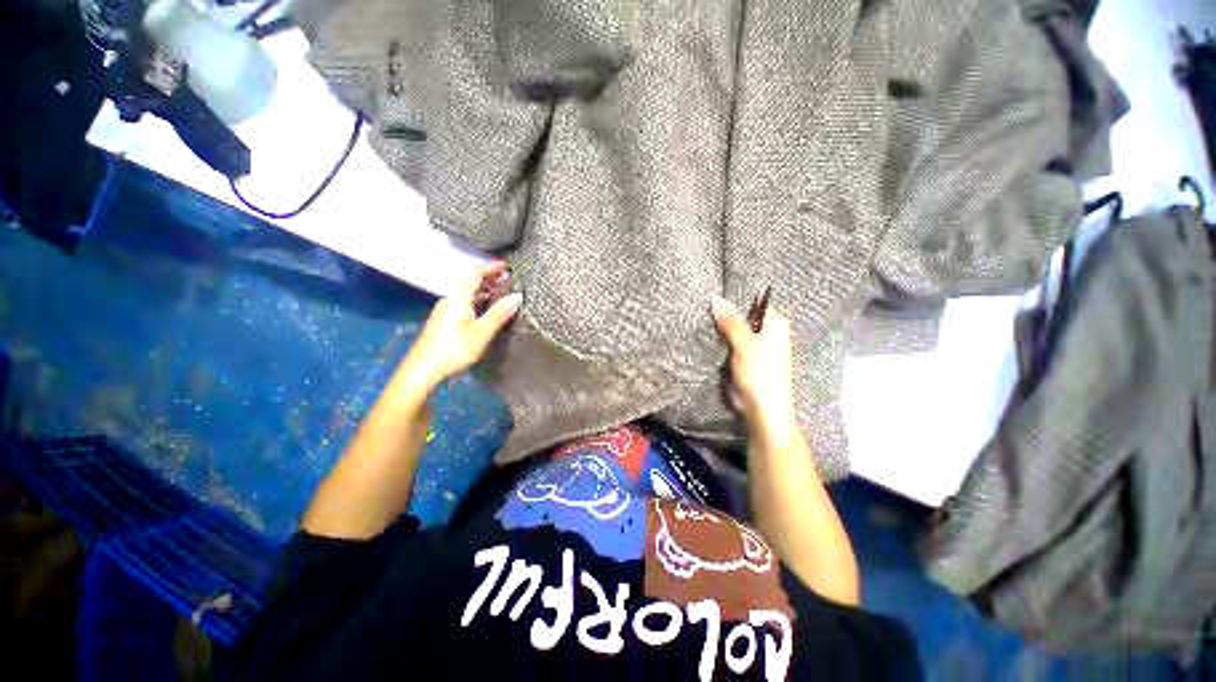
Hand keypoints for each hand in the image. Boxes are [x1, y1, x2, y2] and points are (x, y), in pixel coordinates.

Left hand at [399, 262, 521, 391]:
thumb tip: (517, 296)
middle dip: (488, 277)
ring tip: (501, 290)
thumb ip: (499, 313)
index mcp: (458, 298)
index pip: (474, 275)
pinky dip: (478, 298)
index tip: (505, 265)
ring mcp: (446, 310)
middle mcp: (450, 299)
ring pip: (466, 292)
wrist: (424, 368)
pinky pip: (464, 301)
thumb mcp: (482, 331)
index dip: (490, 268)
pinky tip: (486, 307)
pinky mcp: (445, 320)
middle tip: (507, 277)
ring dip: (483, 288)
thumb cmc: (455, 348)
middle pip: (469, 281)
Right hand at [711, 295, 798, 441]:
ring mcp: (759, 347)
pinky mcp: (750, 359)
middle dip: (727, 317)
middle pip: (744, 317)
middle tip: (707, 313)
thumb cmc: (760, 374)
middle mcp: (770, 332)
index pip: (754, 302)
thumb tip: (716, 299)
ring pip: (737, 331)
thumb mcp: (744, 343)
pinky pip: (734, 344)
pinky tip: (714, 341)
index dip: (735, 301)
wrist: (763, 408)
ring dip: (724, 331)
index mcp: (776, 324)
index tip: (715, 300)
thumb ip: (731, 321)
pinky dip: (725, 343)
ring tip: (707, 324)